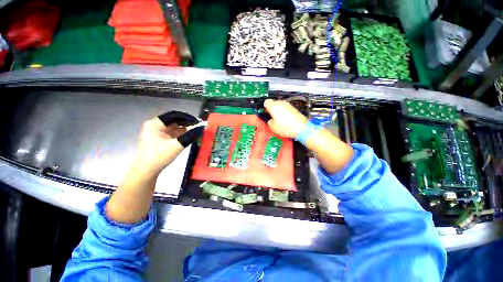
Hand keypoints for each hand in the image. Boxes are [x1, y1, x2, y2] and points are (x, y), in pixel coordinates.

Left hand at [133, 111, 203, 175]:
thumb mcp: (176, 145)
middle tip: (199, 128)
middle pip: (174, 121)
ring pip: (174, 128)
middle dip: (187, 124)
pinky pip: (173, 134)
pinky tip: (189, 137)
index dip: (187, 118)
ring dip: (185, 130)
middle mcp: (155, 126)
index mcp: (155, 124)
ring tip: (196, 132)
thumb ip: (190, 135)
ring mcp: (157, 133)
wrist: (145, 172)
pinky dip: (181, 135)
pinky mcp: (159, 140)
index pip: (174, 115)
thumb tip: (201, 128)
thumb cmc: (159, 157)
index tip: (198, 122)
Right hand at [264, 99, 307, 137]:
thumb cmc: (284, 127)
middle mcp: (280, 103)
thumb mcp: (272, 127)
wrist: (301, 128)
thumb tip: (270, 119)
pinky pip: (285, 108)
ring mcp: (288, 104)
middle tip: (271, 117)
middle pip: (273, 103)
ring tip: (279, 119)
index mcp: (273, 106)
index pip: (265, 102)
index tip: (265, 114)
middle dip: (271, 109)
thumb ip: (268, 121)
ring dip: (277, 110)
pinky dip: (283, 112)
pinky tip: (285, 119)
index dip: (264, 108)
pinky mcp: (293, 108)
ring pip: (279, 105)